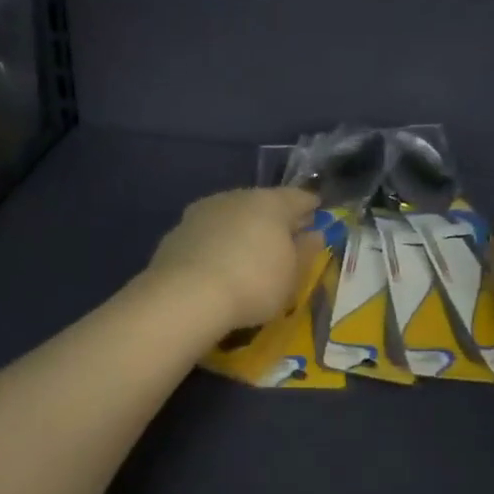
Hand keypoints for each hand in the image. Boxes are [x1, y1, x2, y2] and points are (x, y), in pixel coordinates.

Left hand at [145, 187, 323, 334]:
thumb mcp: (292, 275)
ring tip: (249, 251)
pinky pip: (208, 234)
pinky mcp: (177, 233)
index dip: (309, 205)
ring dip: (242, 229)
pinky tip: (219, 263)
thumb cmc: (254, 283)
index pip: (297, 197)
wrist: (187, 296)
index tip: (316, 212)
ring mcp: (202, 212)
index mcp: (270, 203)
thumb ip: (305, 252)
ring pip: (231, 216)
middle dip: (274, 218)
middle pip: (262, 203)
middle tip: (284, 236)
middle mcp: (235, 198)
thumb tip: (314, 234)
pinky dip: (217, 244)